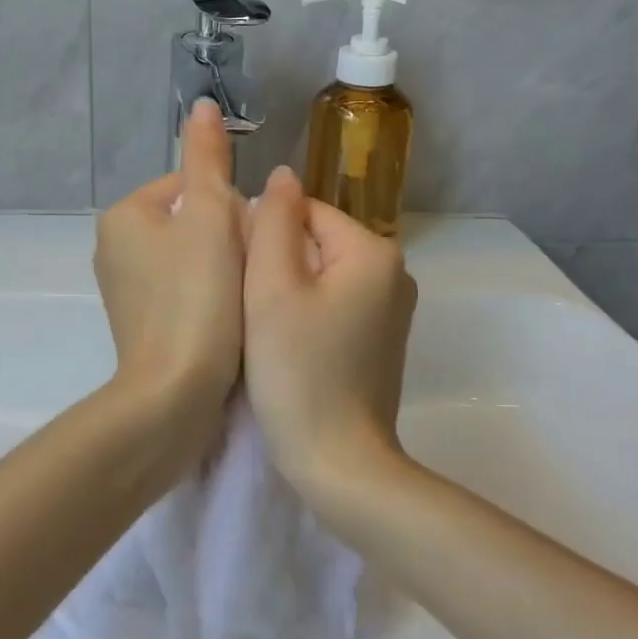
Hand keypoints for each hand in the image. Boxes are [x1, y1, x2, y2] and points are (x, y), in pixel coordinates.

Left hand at [94, 98, 247, 417]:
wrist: (175, 392)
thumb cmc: (197, 297)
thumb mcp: (209, 216)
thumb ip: (207, 159)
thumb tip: (201, 105)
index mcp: (124, 215)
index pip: (192, 187)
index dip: (231, 209)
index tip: (246, 242)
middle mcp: (113, 247)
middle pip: (192, 222)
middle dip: (227, 239)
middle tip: (249, 271)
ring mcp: (124, 289)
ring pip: (192, 257)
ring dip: (223, 269)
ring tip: (241, 297)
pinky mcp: (140, 322)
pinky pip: (184, 291)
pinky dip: (208, 298)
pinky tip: (226, 320)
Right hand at [243, 165, 416, 490]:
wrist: (340, 464)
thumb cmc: (299, 371)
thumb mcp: (272, 288)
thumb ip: (273, 221)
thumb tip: (283, 175)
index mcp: (374, 251)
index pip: (305, 212)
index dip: (264, 238)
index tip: (242, 280)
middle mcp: (395, 273)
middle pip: (316, 242)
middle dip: (277, 266)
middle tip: (250, 309)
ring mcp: (392, 310)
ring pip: (322, 276)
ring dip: (288, 292)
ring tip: (265, 330)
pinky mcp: (381, 341)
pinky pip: (335, 305)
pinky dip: (307, 316)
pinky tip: (289, 348)